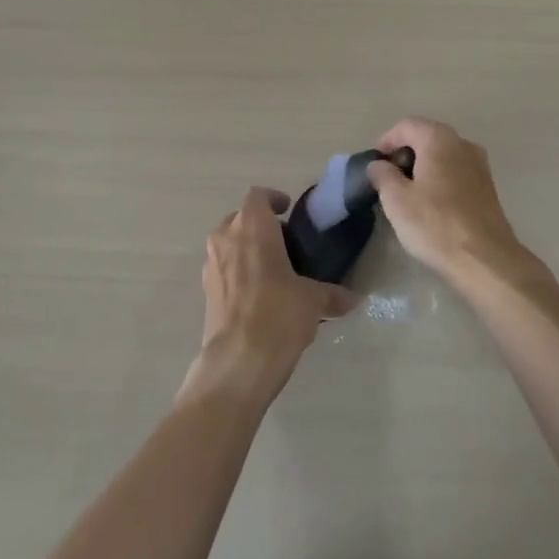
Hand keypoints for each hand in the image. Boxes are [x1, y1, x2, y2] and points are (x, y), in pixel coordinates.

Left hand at [183, 187, 355, 407]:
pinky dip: (238, 272)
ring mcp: (211, 265)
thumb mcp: (313, 301)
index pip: (257, 196)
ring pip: (228, 243)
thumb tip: (353, 298)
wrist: (237, 363)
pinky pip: (223, 269)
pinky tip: (259, 296)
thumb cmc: (278, 315)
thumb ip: (332, 294)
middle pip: (240, 218)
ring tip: (273, 270)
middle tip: (285, 243)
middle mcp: (226, 238)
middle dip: (260, 225)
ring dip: (247, 249)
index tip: (288, 210)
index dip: (273, 199)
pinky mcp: (205, 292)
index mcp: (253, 227)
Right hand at [367, 118, 538, 288]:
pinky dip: (440, 179)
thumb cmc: (435, 224)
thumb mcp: (396, 200)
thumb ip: (383, 175)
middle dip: (405, 153)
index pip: (406, 125)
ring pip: (443, 155)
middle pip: (427, 137)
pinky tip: (431, 204)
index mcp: (439, 138)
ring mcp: (480, 165)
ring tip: (407, 192)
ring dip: (423, 167)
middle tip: (388, 178)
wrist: (485, 260)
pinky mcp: (488, 188)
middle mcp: (462, 143)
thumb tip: (379, 165)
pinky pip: (457, 172)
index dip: (386, 140)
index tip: (375, 163)